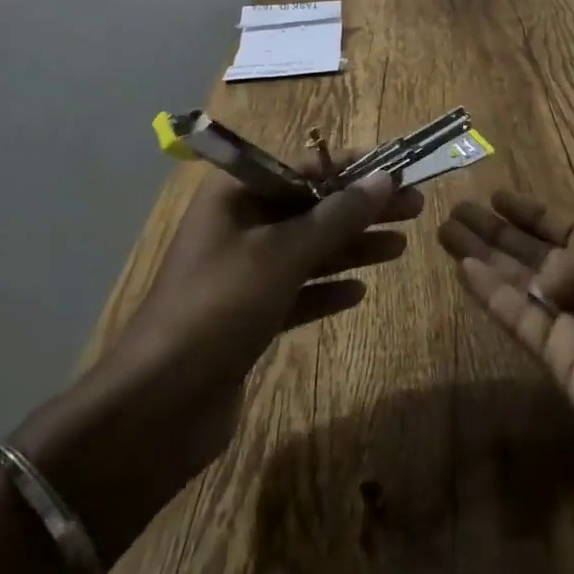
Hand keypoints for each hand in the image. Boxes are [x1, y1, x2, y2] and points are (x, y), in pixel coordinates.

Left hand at [20, 169, 422, 555]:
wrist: (158, 407)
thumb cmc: (220, 307)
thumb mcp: (284, 254)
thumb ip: (337, 216)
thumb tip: (385, 178)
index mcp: (236, 196)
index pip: (304, 166)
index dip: (353, 168)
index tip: (398, 169)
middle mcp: (239, 226)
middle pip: (312, 208)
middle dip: (361, 209)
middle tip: (414, 208)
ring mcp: (243, 273)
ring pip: (309, 249)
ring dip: (352, 247)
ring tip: (401, 247)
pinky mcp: (249, 316)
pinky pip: (298, 291)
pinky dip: (327, 288)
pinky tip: (359, 291)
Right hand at [438, 190, 573, 515]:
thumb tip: (550, 272)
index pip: (573, 229)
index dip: (536, 213)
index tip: (499, 194)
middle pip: (539, 253)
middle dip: (500, 230)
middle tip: (458, 207)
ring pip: (522, 282)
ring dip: (485, 255)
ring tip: (446, 228)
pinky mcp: (562, 364)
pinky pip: (520, 319)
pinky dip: (490, 295)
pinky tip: (463, 267)